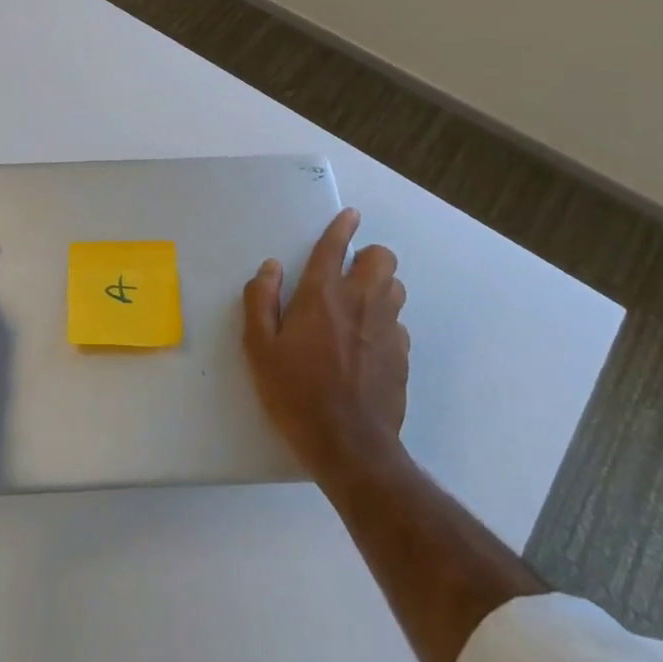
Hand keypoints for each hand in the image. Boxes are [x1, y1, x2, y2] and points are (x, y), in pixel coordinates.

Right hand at [243, 208, 409, 483]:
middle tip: (348, 273)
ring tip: (359, 305)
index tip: (350, 215)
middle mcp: (361, 302)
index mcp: (322, 295)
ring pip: (396, 287)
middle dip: (368, 256)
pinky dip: (385, 322)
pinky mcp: (403, 355)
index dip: (343, 226)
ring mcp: (388, 329)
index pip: (335, 246)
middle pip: (382, 258)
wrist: (349, 446)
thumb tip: (271, 268)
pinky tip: (368, 344)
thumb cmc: (295, 392)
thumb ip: (261, 300)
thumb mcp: (259, 348)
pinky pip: (399, 323)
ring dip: (380, 286)